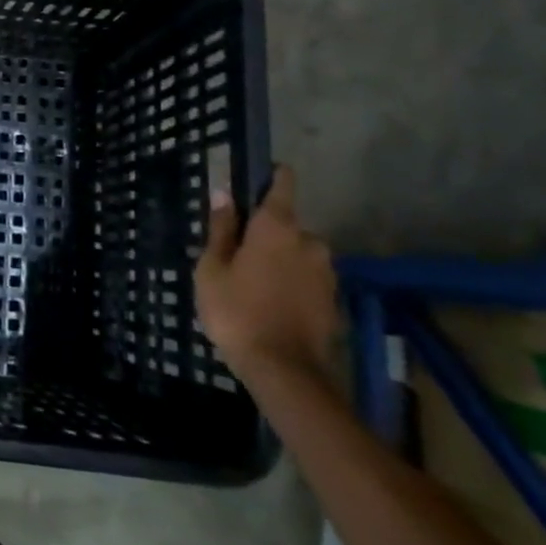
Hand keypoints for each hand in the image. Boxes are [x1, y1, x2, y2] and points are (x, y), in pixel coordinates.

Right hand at [194, 165, 336, 383]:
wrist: (284, 369)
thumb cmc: (236, 310)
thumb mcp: (212, 268)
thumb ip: (220, 229)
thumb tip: (223, 194)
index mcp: (276, 227)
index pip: (282, 184)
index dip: (271, 175)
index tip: (256, 176)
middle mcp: (309, 241)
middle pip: (286, 224)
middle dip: (266, 233)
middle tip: (238, 254)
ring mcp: (326, 271)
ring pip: (298, 253)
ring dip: (280, 259)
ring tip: (253, 282)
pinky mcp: (333, 298)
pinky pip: (307, 278)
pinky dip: (291, 282)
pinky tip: (271, 302)